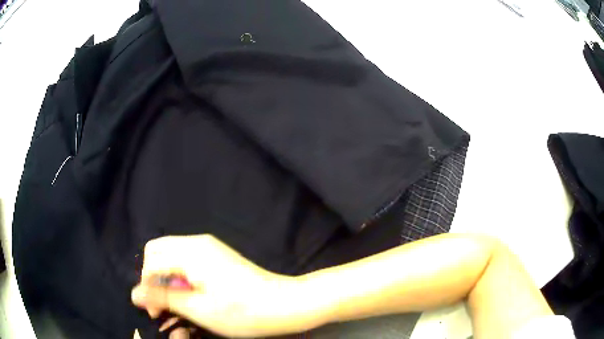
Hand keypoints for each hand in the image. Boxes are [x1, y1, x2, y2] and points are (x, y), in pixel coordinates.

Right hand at [131, 235, 322, 337]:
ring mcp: (209, 247)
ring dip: (166, 277)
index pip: (151, 263)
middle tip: (162, 305)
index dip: (147, 287)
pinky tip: (191, 293)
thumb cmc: (242, 311)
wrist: (284, 304)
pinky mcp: (217, 255)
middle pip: (158, 252)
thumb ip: (162, 299)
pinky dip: (180, 275)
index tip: (154, 312)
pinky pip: (186, 259)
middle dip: (153, 278)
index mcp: (190, 252)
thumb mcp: (198, 309)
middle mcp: (197, 242)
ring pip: (171, 255)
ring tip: (177, 302)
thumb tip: (134, 293)